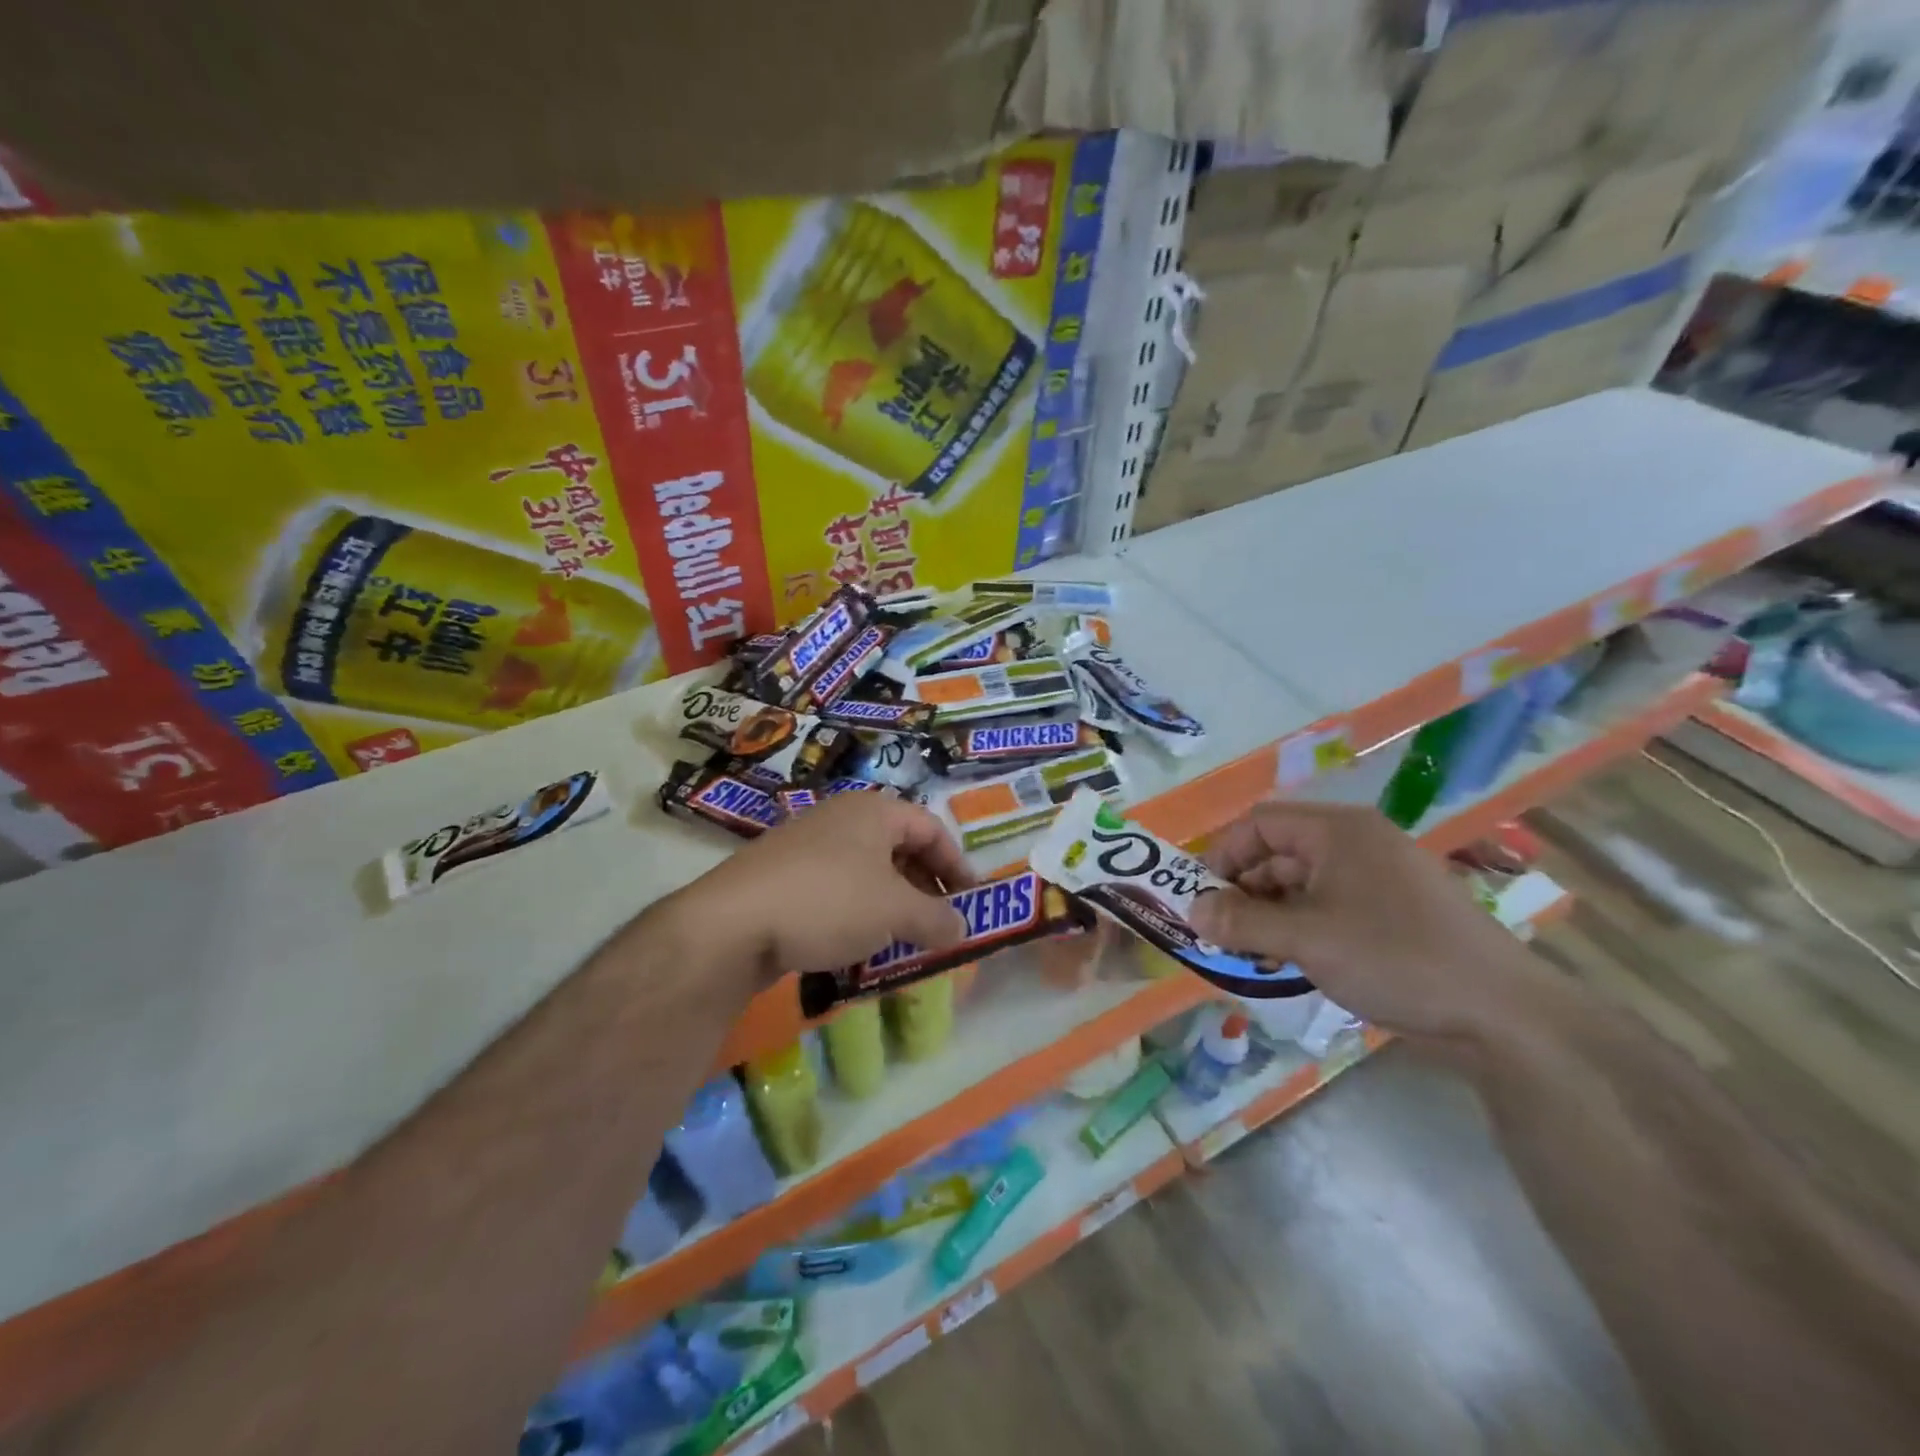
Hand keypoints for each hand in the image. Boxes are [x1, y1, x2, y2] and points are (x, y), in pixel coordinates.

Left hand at [659, 794, 973, 988]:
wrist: (733, 924)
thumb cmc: (829, 901)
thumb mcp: (895, 912)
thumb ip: (937, 919)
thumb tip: (963, 928)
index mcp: (873, 811)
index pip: (931, 827)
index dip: (957, 863)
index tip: (970, 901)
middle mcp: (841, 818)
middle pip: (899, 847)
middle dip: (925, 887)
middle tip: (939, 924)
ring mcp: (807, 845)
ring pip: (867, 872)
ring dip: (892, 904)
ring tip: (903, 940)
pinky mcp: (783, 876)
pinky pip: (836, 889)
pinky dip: (858, 913)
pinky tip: (857, 947)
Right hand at [1190, 801, 1539, 1040]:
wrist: (1502, 1014)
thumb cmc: (1395, 958)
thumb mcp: (1307, 939)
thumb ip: (1242, 922)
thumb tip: (1190, 912)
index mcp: (1338, 831)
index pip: (1259, 824)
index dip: (1223, 856)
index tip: (1201, 899)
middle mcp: (1356, 843)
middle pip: (1278, 852)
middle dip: (1243, 890)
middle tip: (1221, 933)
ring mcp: (1377, 877)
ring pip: (1301, 883)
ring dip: (1269, 913)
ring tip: (1252, 953)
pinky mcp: (1391, 911)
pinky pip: (1327, 906)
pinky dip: (1300, 927)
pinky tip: (1290, 960)